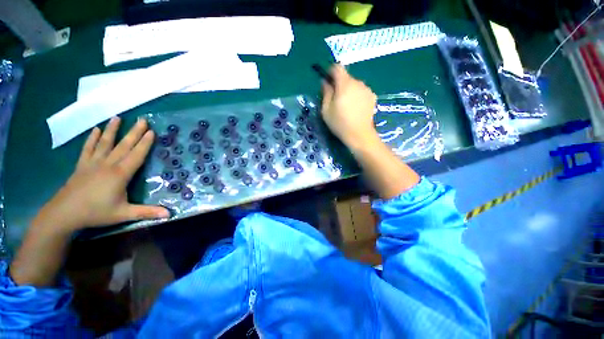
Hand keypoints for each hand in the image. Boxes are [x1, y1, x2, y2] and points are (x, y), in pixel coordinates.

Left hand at [35, 117, 168, 231]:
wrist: (64, 214)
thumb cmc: (96, 213)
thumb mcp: (124, 214)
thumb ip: (147, 212)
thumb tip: (170, 214)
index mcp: (120, 174)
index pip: (136, 155)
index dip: (145, 143)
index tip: (151, 131)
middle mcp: (107, 164)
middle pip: (124, 145)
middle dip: (134, 132)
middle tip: (142, 120)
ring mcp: (93, 163)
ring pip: (105, 143)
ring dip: (112, 130)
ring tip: (117, 118)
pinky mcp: (82, 165)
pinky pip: (88, 149)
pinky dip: (92, 139)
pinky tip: (96, 130)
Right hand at [321, 65, 378, 148]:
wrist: (359, 134)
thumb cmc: (339, 123)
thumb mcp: (326, 109)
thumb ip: (325, 92)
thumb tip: (325, 81)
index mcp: (345, 84)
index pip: (338, 68)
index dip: (331, 71)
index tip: (327, 80)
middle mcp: (358, 83)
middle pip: (346, 77)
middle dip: (339, 84)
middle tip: (335, 98)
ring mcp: (367, 89)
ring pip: (354, 84)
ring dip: (348, 90)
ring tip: (346, 105)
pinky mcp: (372, 97)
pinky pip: (361, 91)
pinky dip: (356, 95)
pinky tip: (355, 108)